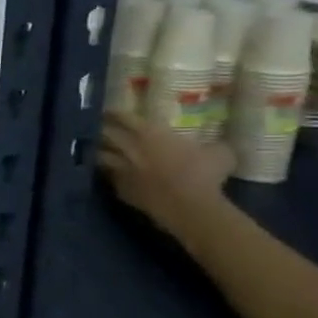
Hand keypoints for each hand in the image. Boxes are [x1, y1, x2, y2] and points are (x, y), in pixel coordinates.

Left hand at [98, 110, 234, 236]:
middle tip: (98, 126)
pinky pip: (107, 176)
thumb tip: (220, 141)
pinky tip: (108, 172)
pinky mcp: (118, 187)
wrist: (188, 206)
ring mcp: (120, 168)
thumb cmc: (205, 174)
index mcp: (150, 133)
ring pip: (99, 154)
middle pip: (104, 133)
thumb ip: (214, 143)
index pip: (123, 117)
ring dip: (98, 150)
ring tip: (97, 148)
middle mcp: (129, 147)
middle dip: (99, 128)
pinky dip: (106, 172)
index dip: (115, 113)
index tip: (109, 111)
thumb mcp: (220, 152)